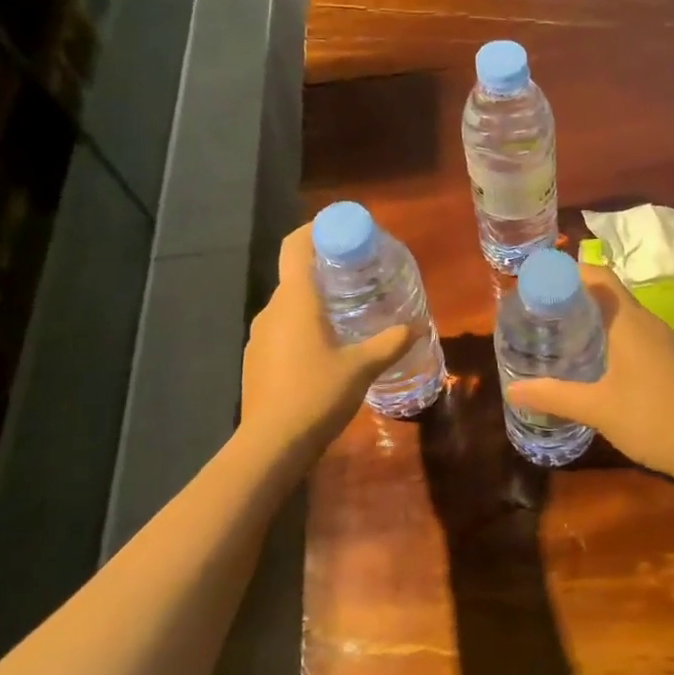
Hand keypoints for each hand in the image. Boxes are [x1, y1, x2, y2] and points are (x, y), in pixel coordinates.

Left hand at [237, 225, 414, 450]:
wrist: (270, 446)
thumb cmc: (317, 394)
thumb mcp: (363, 367)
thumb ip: (390, 343)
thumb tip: (417, 326)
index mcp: (296, 300)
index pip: (296, 246)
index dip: (316, 229)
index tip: (343, 229)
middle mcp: (273, 310)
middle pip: (296, 274)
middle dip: (327, 268)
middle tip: (360, 274)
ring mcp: (260, 335)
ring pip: (290, 304)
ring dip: (316, 300)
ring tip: (349, 311)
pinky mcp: (256, 359)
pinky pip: (283, 328)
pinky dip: (304, 325)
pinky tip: (327, 347)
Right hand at [503, 263, 673, 485]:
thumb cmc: (650, 418)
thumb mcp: (596, 408)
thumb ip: (554, 396)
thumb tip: (512, 390)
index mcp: (627, 320)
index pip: (597, 276)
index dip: (567, 273)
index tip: (537, 283)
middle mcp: (645, 321)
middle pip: (606, 292)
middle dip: (573, 295)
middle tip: (539, 310)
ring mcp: (660, 339)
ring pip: (620, 313)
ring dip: (591, 315)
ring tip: (557, 331)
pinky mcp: (666, 357)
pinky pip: (631, 331)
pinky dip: (607, 333)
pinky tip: (591, 358)